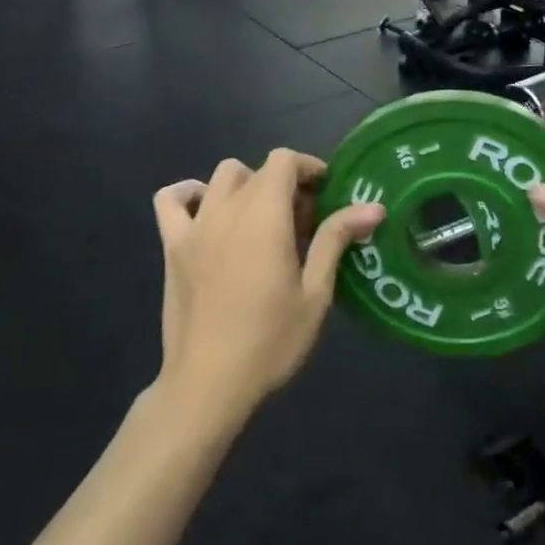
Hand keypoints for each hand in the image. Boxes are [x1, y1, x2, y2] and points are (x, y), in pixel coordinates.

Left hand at [152, 150, 383, 422]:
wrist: (208, 384)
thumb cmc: (270, 340)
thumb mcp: (315, 292)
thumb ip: (336, 239)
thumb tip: (373, 207)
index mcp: (264, 215)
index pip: (284, 160)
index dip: (308, 168)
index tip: (326, 195)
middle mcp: (227, 209)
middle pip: (258, 171)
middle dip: (285, 185)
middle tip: (302, 224)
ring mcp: (195, 225)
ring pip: (221, 177)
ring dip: (246, 187)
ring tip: (260, 221)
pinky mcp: (172, 246)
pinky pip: (171, 199)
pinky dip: (189, 194)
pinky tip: (207, 213)